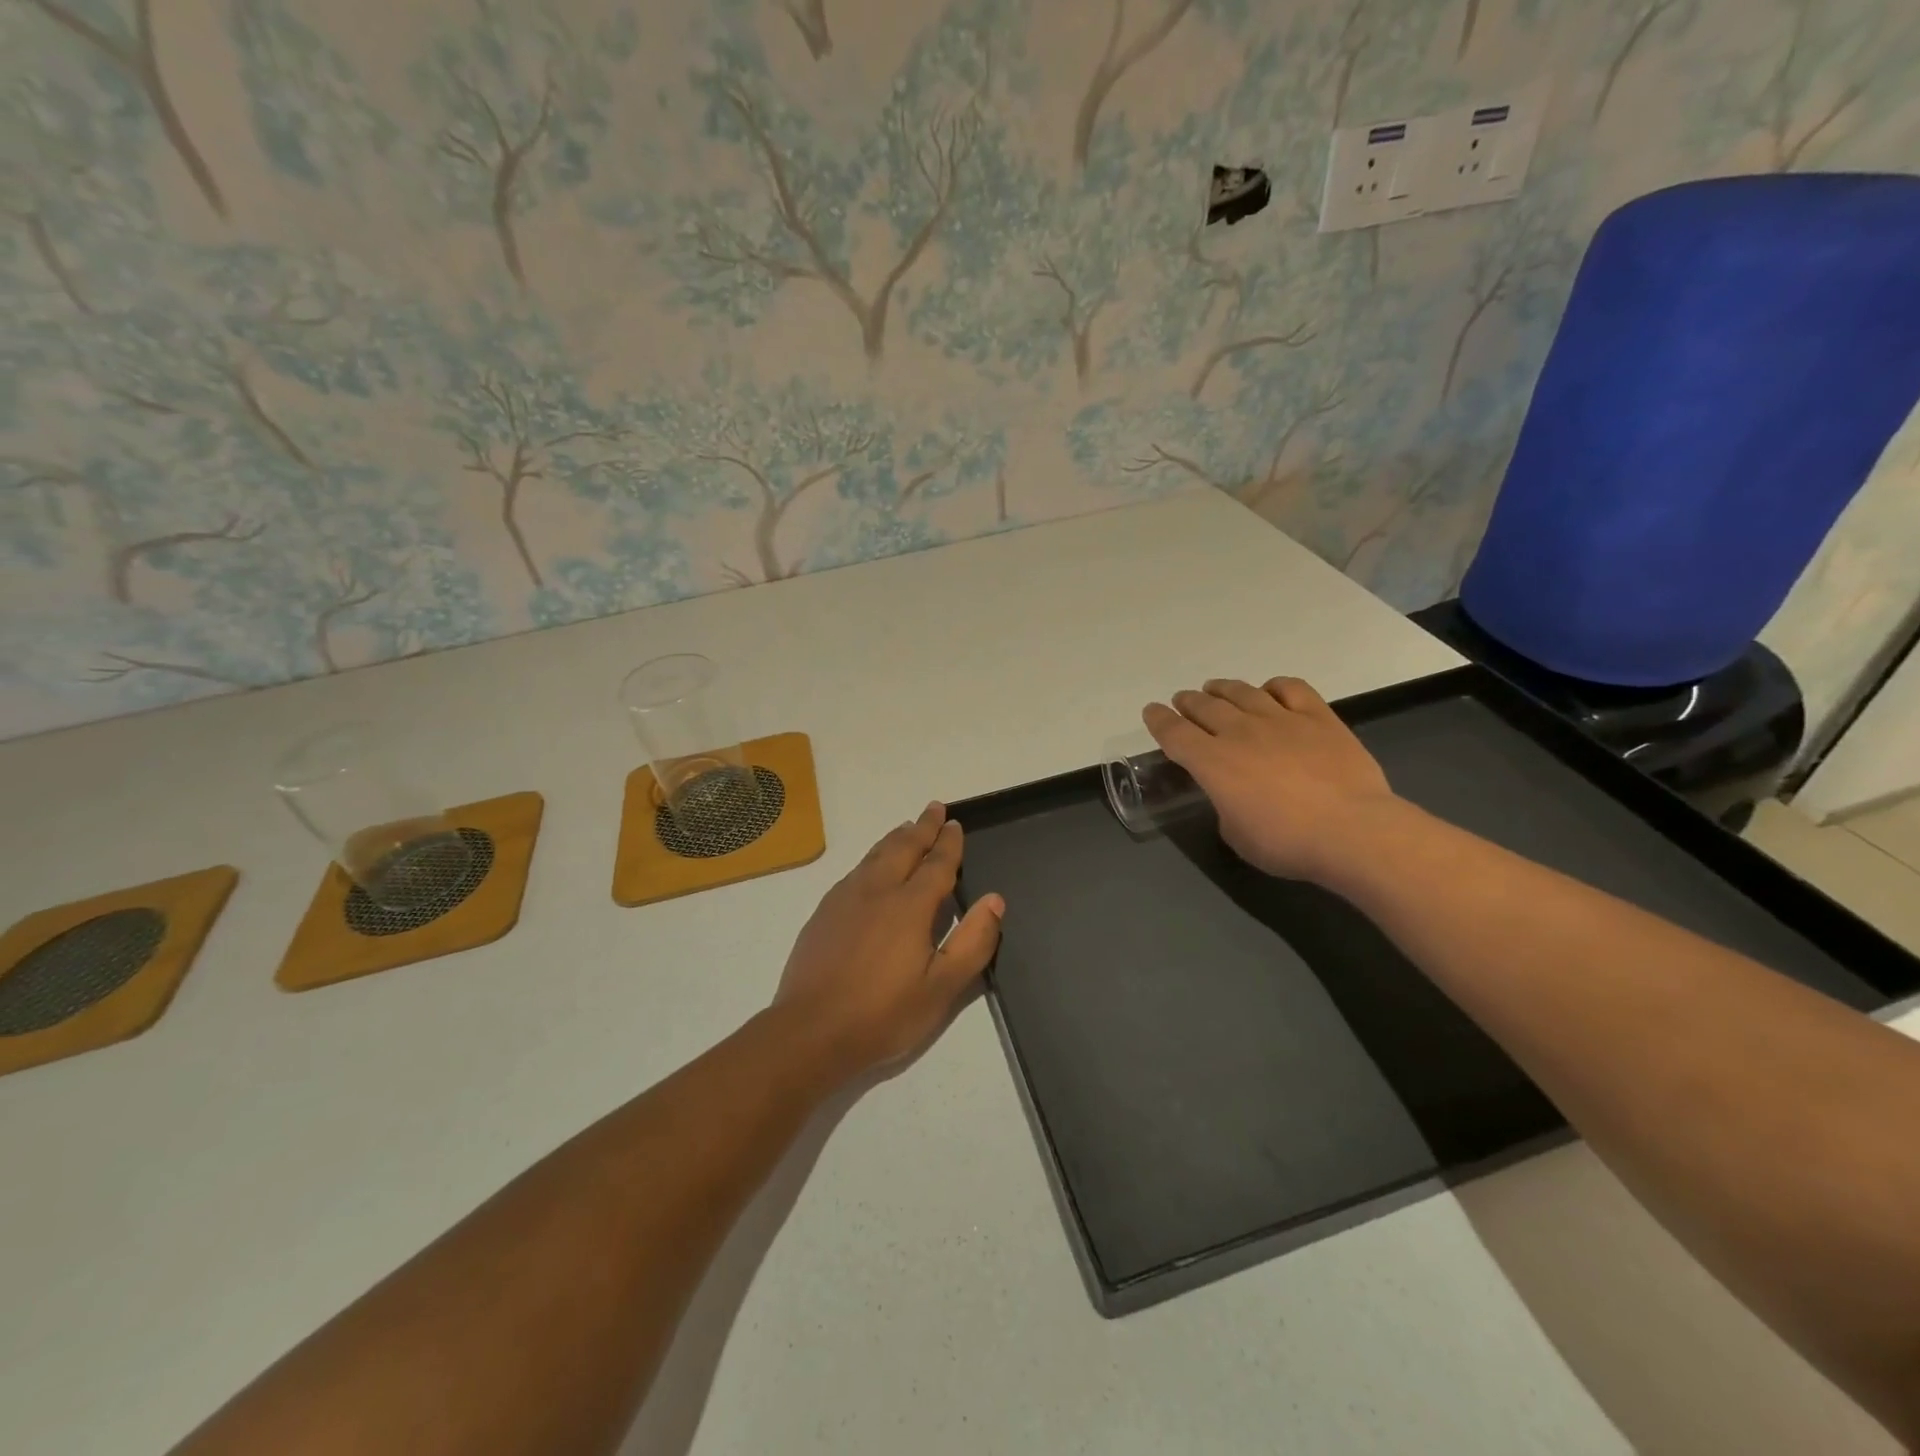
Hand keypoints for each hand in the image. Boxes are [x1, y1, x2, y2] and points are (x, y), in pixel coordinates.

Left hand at [774, 802, 1004, 1081]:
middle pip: (903, 848)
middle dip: (922, 827)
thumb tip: (995, 900)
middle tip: (934, 808)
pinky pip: (855, 871)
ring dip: (895, 838)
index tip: (955, 823)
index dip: (948, 843)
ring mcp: (845, 899)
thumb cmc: (883, 1015)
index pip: (936, 864)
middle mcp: (877, 891)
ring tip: (907, 828)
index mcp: (909, 906)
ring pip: (875, 855)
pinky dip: (872, 857)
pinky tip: (870, 867)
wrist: (810, 1032)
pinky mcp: (823, 912)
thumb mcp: (942, 988)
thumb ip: (973, 942)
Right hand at [1143, 677, 1399, 882]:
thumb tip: (1234, 795)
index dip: (1158, 720)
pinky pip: (1291, 688)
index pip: (1174, 733)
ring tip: (1215, 689)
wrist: (1352, 831)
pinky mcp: (1318, 717)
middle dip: (1188, 702)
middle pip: (1205, 707)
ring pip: (1242, 692)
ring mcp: (1280, 720)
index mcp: (1212, 763)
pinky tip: (1270, 691)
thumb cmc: (1287, 843)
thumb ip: (1226, 806)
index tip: (1151, 712)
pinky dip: (1274, 686)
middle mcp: (1240, 732)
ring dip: (1223, 689)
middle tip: (1183, 701)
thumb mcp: (1236, 835)